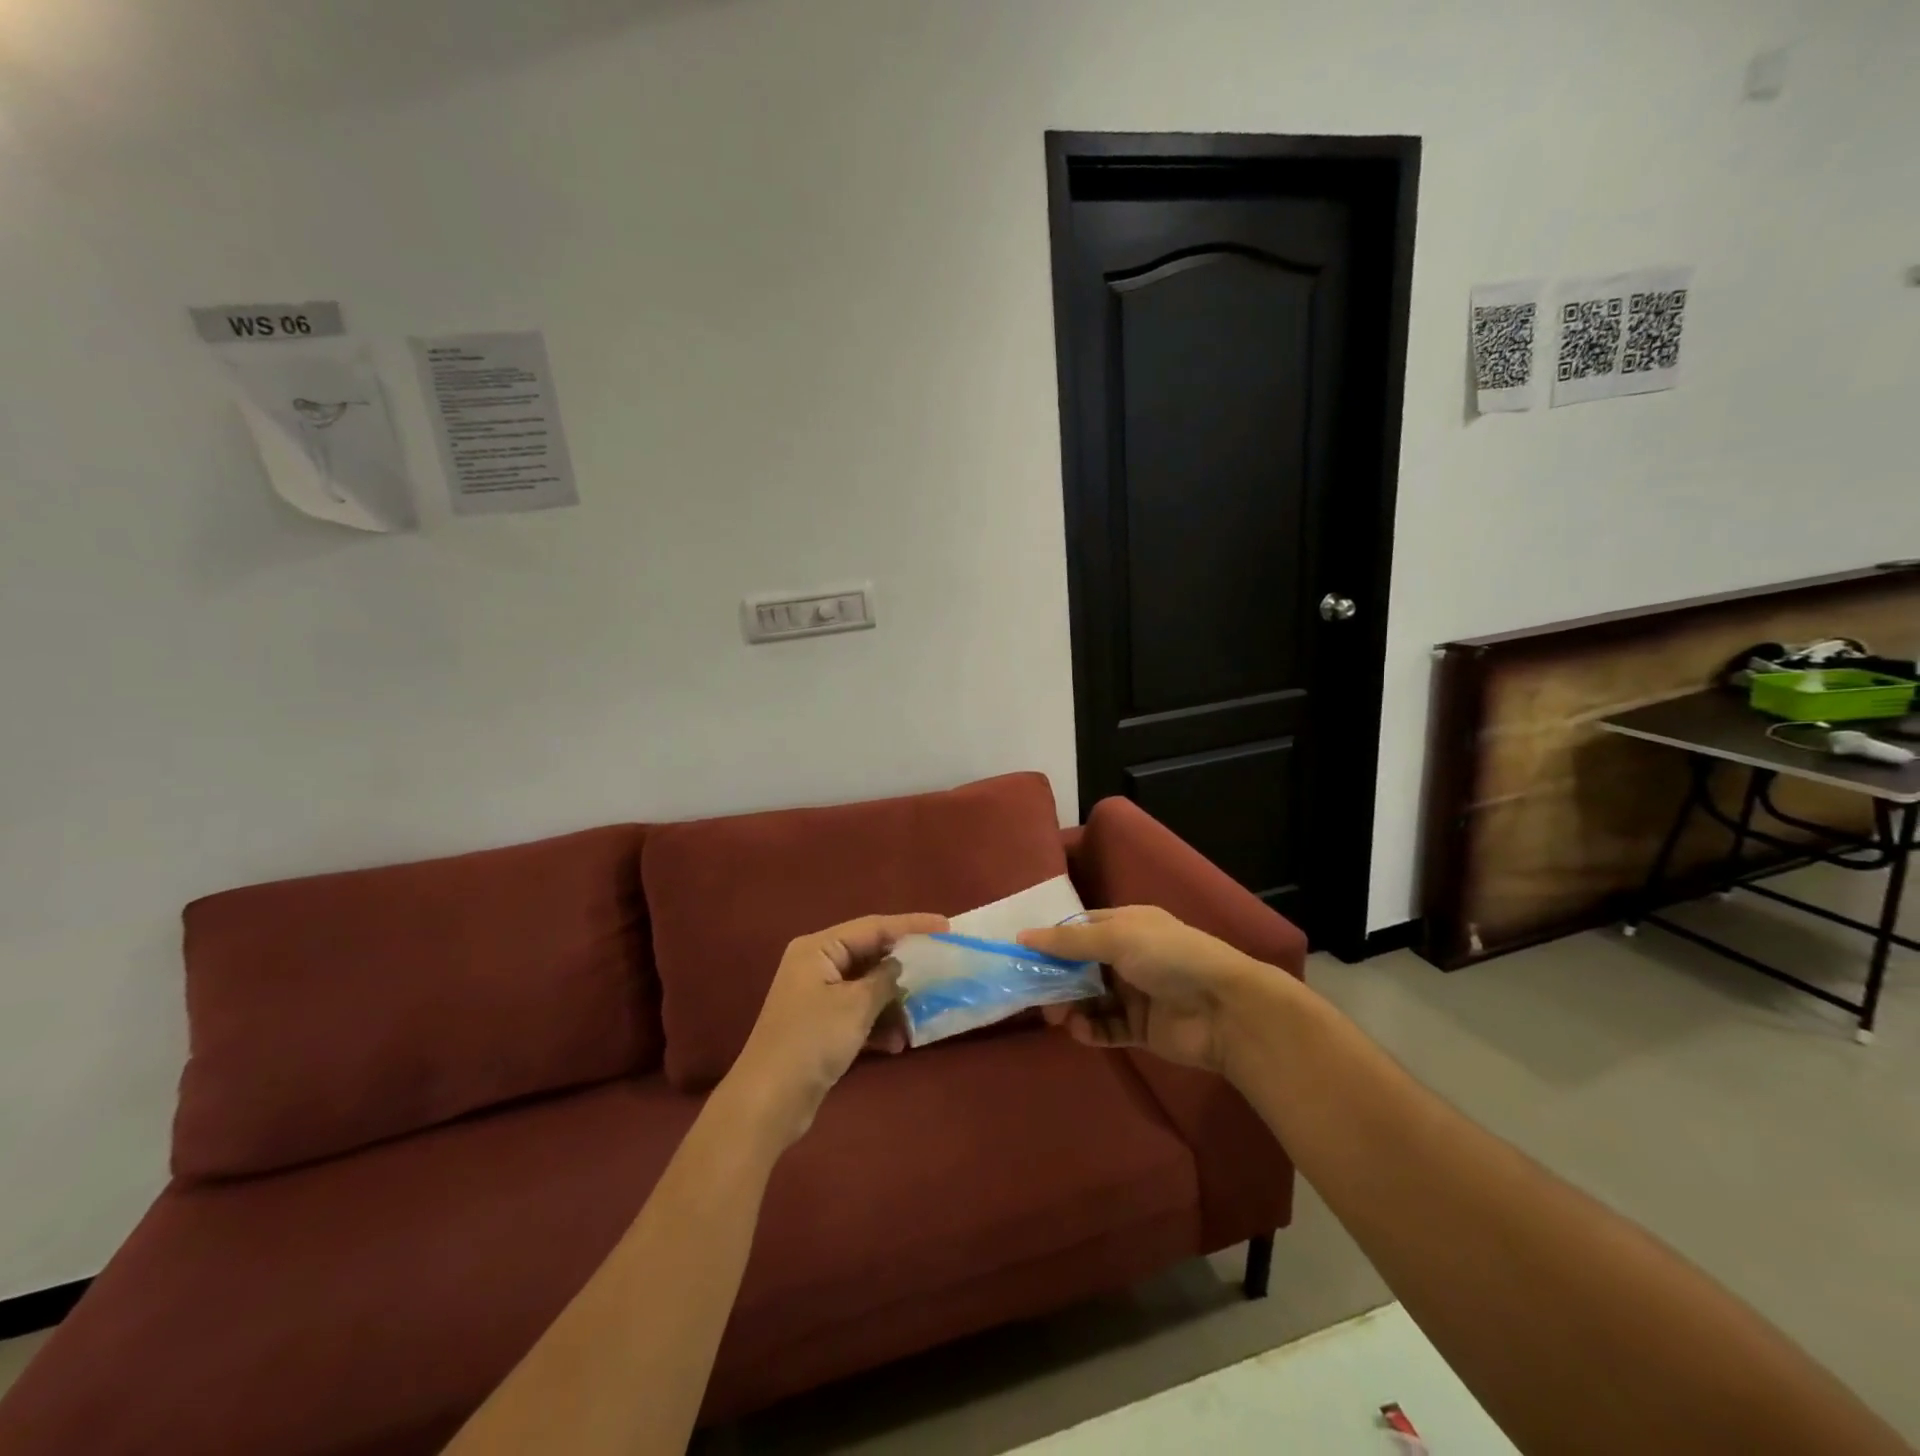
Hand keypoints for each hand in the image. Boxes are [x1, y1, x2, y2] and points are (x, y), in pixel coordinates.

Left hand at [724, 912, 947, 1147]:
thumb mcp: (856, 1005)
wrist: (769, 1101)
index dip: (912, 925)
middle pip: (870, 955)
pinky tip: (896, 1044)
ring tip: (916, 1021)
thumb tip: (898, 966)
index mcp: (819, 948)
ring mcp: (817, 996)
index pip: (873, 926)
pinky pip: (858, 1013)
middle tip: (939, 970)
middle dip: (903, 970)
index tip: (946, 927)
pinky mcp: (821, 1025)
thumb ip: (884, 979)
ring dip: (892, 1004)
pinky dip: (877, 1024)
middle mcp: (817, 965)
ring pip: (867, 988)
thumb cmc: (812, 1041)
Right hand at [1018, 906, 1261, 1074]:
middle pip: (1081, 966)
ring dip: (1071, 1006)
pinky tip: (1080, 1030)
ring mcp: (1135, 993)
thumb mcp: (1116, 938)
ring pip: (1090, 998)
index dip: (1053, 941)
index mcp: (1126, 925)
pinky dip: (1091, 1028)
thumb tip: (1022, 936)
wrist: (1224, 1009)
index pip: (1080, 930)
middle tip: (1037, 995)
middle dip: (1058, 979)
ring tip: (1057, 1017)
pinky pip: (1106, 1027)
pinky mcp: (1140, 1028)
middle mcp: (1129, 957)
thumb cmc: (1168, 957)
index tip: (1023, 956)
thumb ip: (1068, 941)